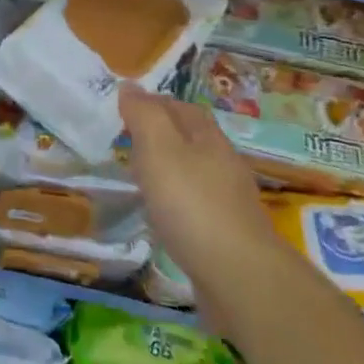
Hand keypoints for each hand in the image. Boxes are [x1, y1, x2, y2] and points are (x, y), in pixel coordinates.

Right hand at [119, 87, 284, 302]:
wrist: (239, 277)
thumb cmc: (192, 204)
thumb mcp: (159, 149)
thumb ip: (143, 116)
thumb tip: (129, 86)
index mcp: (208, 138)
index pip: (182, 107)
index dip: (154, 102)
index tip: (124, 107)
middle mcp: (223, 164)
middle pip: (192, 138)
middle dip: (162, 134)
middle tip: (127, 140)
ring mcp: (229, 201)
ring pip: (194, 172)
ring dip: (169, 169)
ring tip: (140, 176)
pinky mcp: (227, 234)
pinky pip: (196, 205)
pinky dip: (176, 201)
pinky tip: (162, 215)